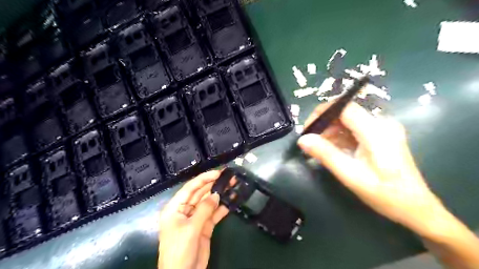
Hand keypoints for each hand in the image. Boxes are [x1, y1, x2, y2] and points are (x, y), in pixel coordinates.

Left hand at [158, 171, 228, 268]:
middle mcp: (185, 210)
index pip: (190, 188)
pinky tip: (232, 200)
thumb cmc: (179, 250)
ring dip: (220, 194)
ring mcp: (196, 218)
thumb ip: (204, 210)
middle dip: (214, 185)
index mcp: (175, 207)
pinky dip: (222, 208)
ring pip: (209, 202)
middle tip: (229, 177)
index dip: (204, 178)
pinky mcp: (204, 226)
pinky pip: (214, 213)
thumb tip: (216, 195)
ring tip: (233, 185)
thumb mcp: (191, 228)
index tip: (218, 172)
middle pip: (201, 193)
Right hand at [299, 103, 447, 237]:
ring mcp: (383, 129)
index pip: (344, 107)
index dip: (321, 112)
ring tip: (319, 148)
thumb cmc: (384, 194)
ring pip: (349, 121)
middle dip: (324, 124)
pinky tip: (333, 150)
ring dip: (331, 131)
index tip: (307, 128)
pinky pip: (355, 129)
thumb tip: (302, 139)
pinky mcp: (382, 136)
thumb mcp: (351, 175)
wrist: (415, 208)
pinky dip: (341, 137)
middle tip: (310, 141)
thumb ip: (326, 154)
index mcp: (376, 130)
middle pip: (345, 113)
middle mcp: (381, 123)